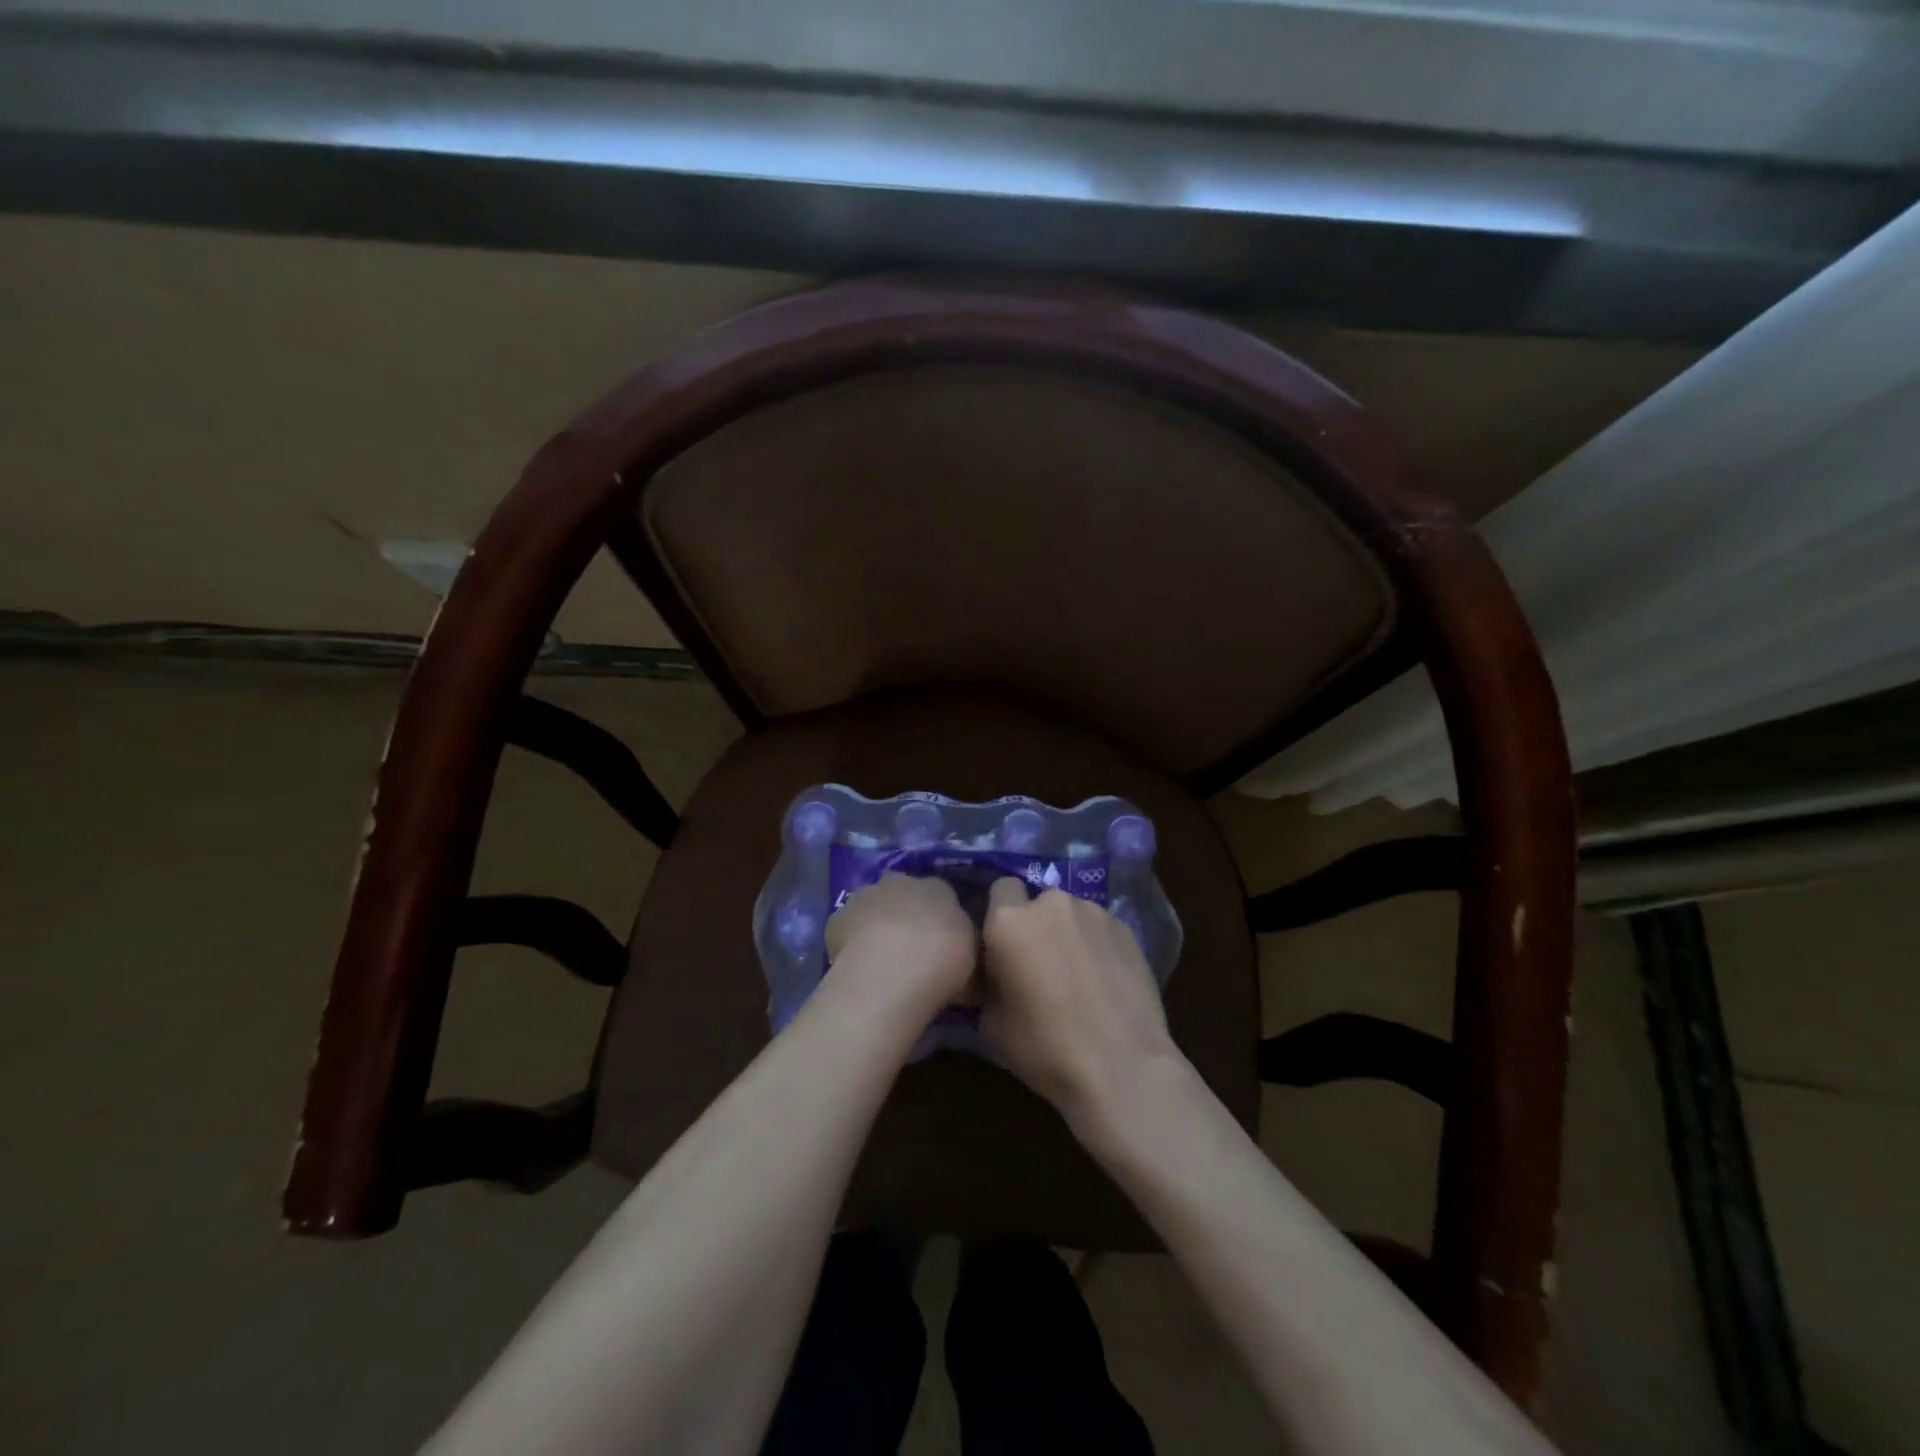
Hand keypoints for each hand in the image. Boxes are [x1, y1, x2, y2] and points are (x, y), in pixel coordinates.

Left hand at [823, 873, 977, 1024]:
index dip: (940, 918)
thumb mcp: (971, 959)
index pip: (941, 894)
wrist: (894, 970)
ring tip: (880, 959)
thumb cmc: (944, 962)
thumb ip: (964, 948)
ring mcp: (866, 895)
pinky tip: (857, 965)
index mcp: (939, 888)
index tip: (940, 943)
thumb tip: (961, 954)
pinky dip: (851, 941)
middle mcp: (902, 882)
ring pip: (873, 905)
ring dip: (876, 923)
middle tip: (910, 948)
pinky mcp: (838, 917)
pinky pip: (847, 927)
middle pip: (903, 893)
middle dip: (905, 913)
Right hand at [979, 879, 1184, 1134]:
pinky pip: (1098, 927)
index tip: (1004, 946)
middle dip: (1035, 924)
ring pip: (1069, 913)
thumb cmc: (1045, 1049)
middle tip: (1040, 963)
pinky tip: (1104, 980)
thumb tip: (998, 971)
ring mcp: (1092, 912)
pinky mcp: (1125, 927)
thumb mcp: (990, 1023)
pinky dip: (1095, 944)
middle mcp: (1050, 903)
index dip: (999, 915)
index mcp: (1008, 921)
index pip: (998, 890)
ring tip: (1077, 974)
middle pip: (1036, 901)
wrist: (1122, 1068)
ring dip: (1066, 933)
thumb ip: (989, 980)